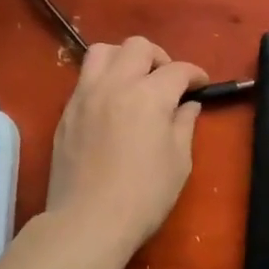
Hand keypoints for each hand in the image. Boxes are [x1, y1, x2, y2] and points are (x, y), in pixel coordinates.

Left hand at [46, 36, 207, 259]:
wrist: (88, 222)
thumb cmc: (144, 195)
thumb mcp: (179, 161)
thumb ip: (184, 125)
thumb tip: (187, 105)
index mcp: (149, 95)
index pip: (177, 70)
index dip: (195, 74)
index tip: (201, 85)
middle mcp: (115, 85)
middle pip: (138, 47)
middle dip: (159, 58)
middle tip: (167, 81)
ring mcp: (85, 95)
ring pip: (103, 51)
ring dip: (124, 58)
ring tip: (134, 81)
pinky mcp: (66, 112)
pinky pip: (84, 78)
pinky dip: (103, 79)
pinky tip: (112, 103)